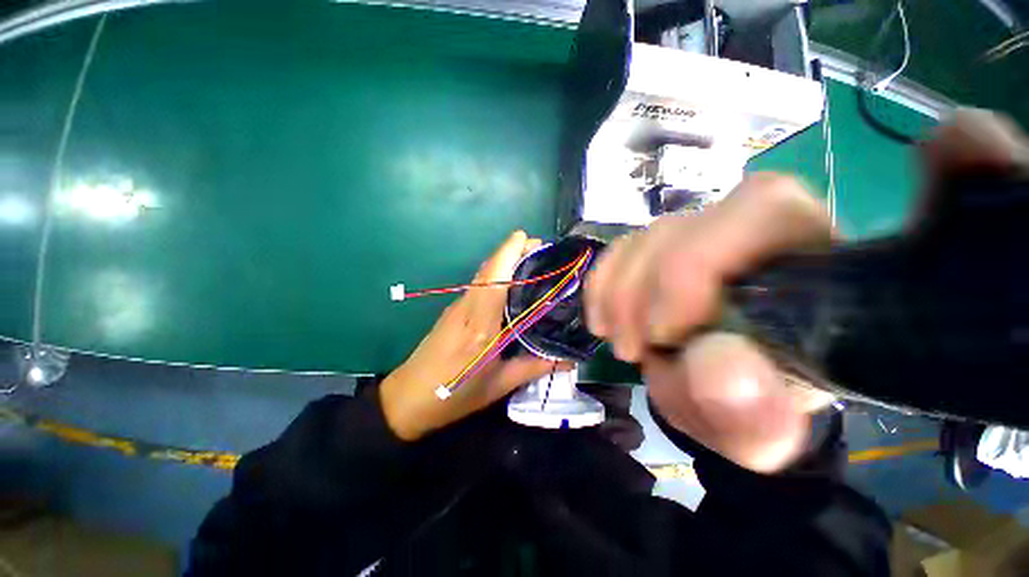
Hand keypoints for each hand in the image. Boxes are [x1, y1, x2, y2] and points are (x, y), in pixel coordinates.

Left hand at [380, 231, 564, 440]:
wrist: (408, 399)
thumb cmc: (455, 396)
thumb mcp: (499, 385)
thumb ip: (535, 367)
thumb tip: (569, 358)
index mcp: (481, 328)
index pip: (494, 282)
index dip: (508, 255)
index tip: (526, 238)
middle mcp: (467, 310)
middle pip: (487, 271)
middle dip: (510, 251)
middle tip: (538, 247)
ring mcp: (456, 307)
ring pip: (481, 276)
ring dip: (503, 261)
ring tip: (529, 259)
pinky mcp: (452, 310)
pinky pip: (477, 286)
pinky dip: (494, 274)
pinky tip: (509, 282)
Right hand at [586, 174, 832, 472]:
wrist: (737, 388)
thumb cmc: (762, 401)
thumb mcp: (764, 427)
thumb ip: (755, 414)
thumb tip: (719, 371)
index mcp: (809, 256)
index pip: (757, 211)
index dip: (689, 267)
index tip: (660, 335)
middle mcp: (750, 229)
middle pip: (674, 231)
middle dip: (637, 294)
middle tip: (632, 351)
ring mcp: (696, 235)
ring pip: (639, 242)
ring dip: (616, 298)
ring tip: (625, 345)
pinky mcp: (657, 249)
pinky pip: (617, 252)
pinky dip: (601, 286)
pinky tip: (603, 321)